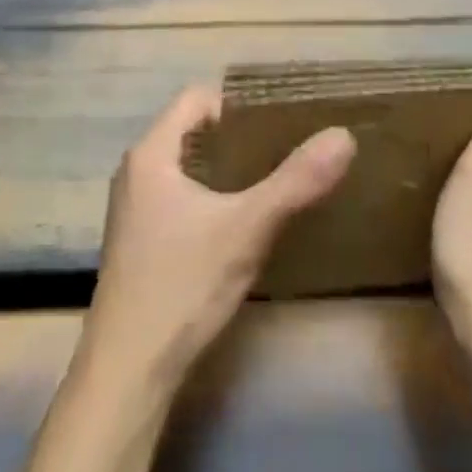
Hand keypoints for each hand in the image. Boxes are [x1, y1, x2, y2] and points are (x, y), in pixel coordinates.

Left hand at [80, 85, 356, 389]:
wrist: (127, 372)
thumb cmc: (182, 286)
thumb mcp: (247, 229)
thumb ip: (296, 182)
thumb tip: (344, 135)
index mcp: (151, 154)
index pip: (196, 98)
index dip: (239, 102)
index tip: (280, 118)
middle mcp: (136, 172)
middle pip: (192, 131)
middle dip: (238, 136)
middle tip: (286, 147)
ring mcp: (134, 209)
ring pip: (187, 167)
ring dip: (226, 169)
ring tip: (273, 180)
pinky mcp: (139, 242)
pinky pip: (180, 197)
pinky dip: (212, 197)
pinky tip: (242, 222)